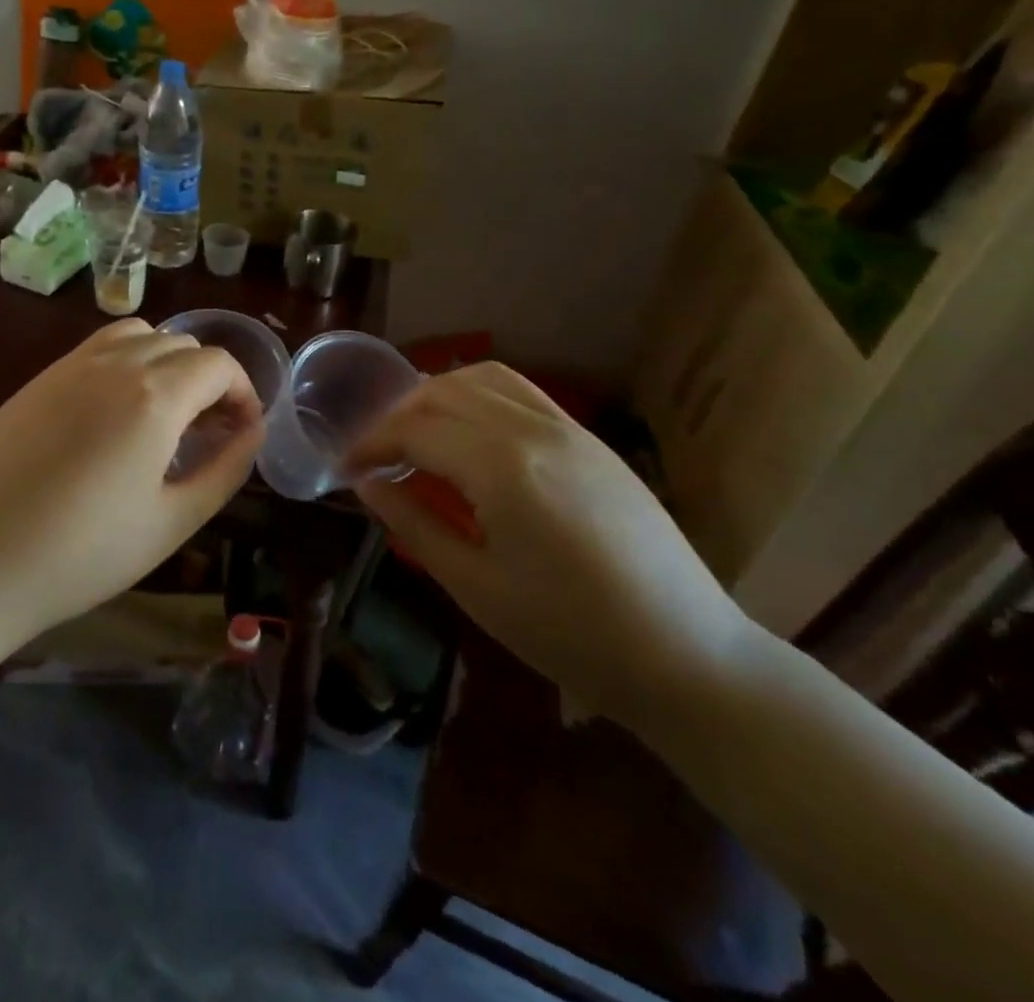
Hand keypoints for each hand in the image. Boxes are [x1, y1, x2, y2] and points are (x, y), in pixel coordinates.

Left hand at [0, 320, 264, 646]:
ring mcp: (70, 366)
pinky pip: (98, 348)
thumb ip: (224, 470)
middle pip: (182, 345)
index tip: (242, 433)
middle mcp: (115, 363)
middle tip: (207, 434)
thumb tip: (251, 433)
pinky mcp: (39, 379)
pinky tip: (115, 415)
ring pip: (140, 335)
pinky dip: (126, 363)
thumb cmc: (82, 554)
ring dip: (167, 363)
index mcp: (154, 396)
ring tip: (164, 415)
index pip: (219, 364)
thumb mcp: (172, 522)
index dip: (243, 393)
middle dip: (209, 381)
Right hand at [349, 363, 754, 727]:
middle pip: (442, 394)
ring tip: (416, 434)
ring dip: (436, 396)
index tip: (347, 469)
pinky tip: (469, 431)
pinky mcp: (589, 438)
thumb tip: (368, 484)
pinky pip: (521, 391)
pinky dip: (478, 394)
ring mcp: (568, 428)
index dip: (371, 444)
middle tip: (375, 455)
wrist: (687, 654)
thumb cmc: (571, 633)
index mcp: (502, 468)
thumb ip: (414, 524)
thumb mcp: (476, 587)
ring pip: (482, 379)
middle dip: (397, 417)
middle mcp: (533, 429)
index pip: (415, 431)